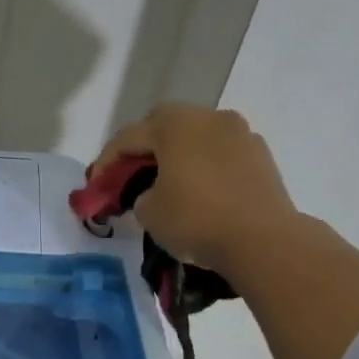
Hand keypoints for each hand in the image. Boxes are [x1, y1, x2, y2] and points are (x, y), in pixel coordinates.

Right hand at [91, 104, 299, 276]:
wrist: (263, 241)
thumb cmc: (196, 220)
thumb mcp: (149, 212)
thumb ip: (141, 194)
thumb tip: (154, 191)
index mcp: (175, 125)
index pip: (128, 137)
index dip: (106, 162)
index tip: (95, 186)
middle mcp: (209, 118)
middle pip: (164, 123)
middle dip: (144, 146)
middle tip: (131, 174)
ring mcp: (240, 133)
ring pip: (196, 135)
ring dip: (178, 152)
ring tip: (168, 181)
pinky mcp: (261, 155)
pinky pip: (221, 152)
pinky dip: (205, 164)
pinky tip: (201, 190)